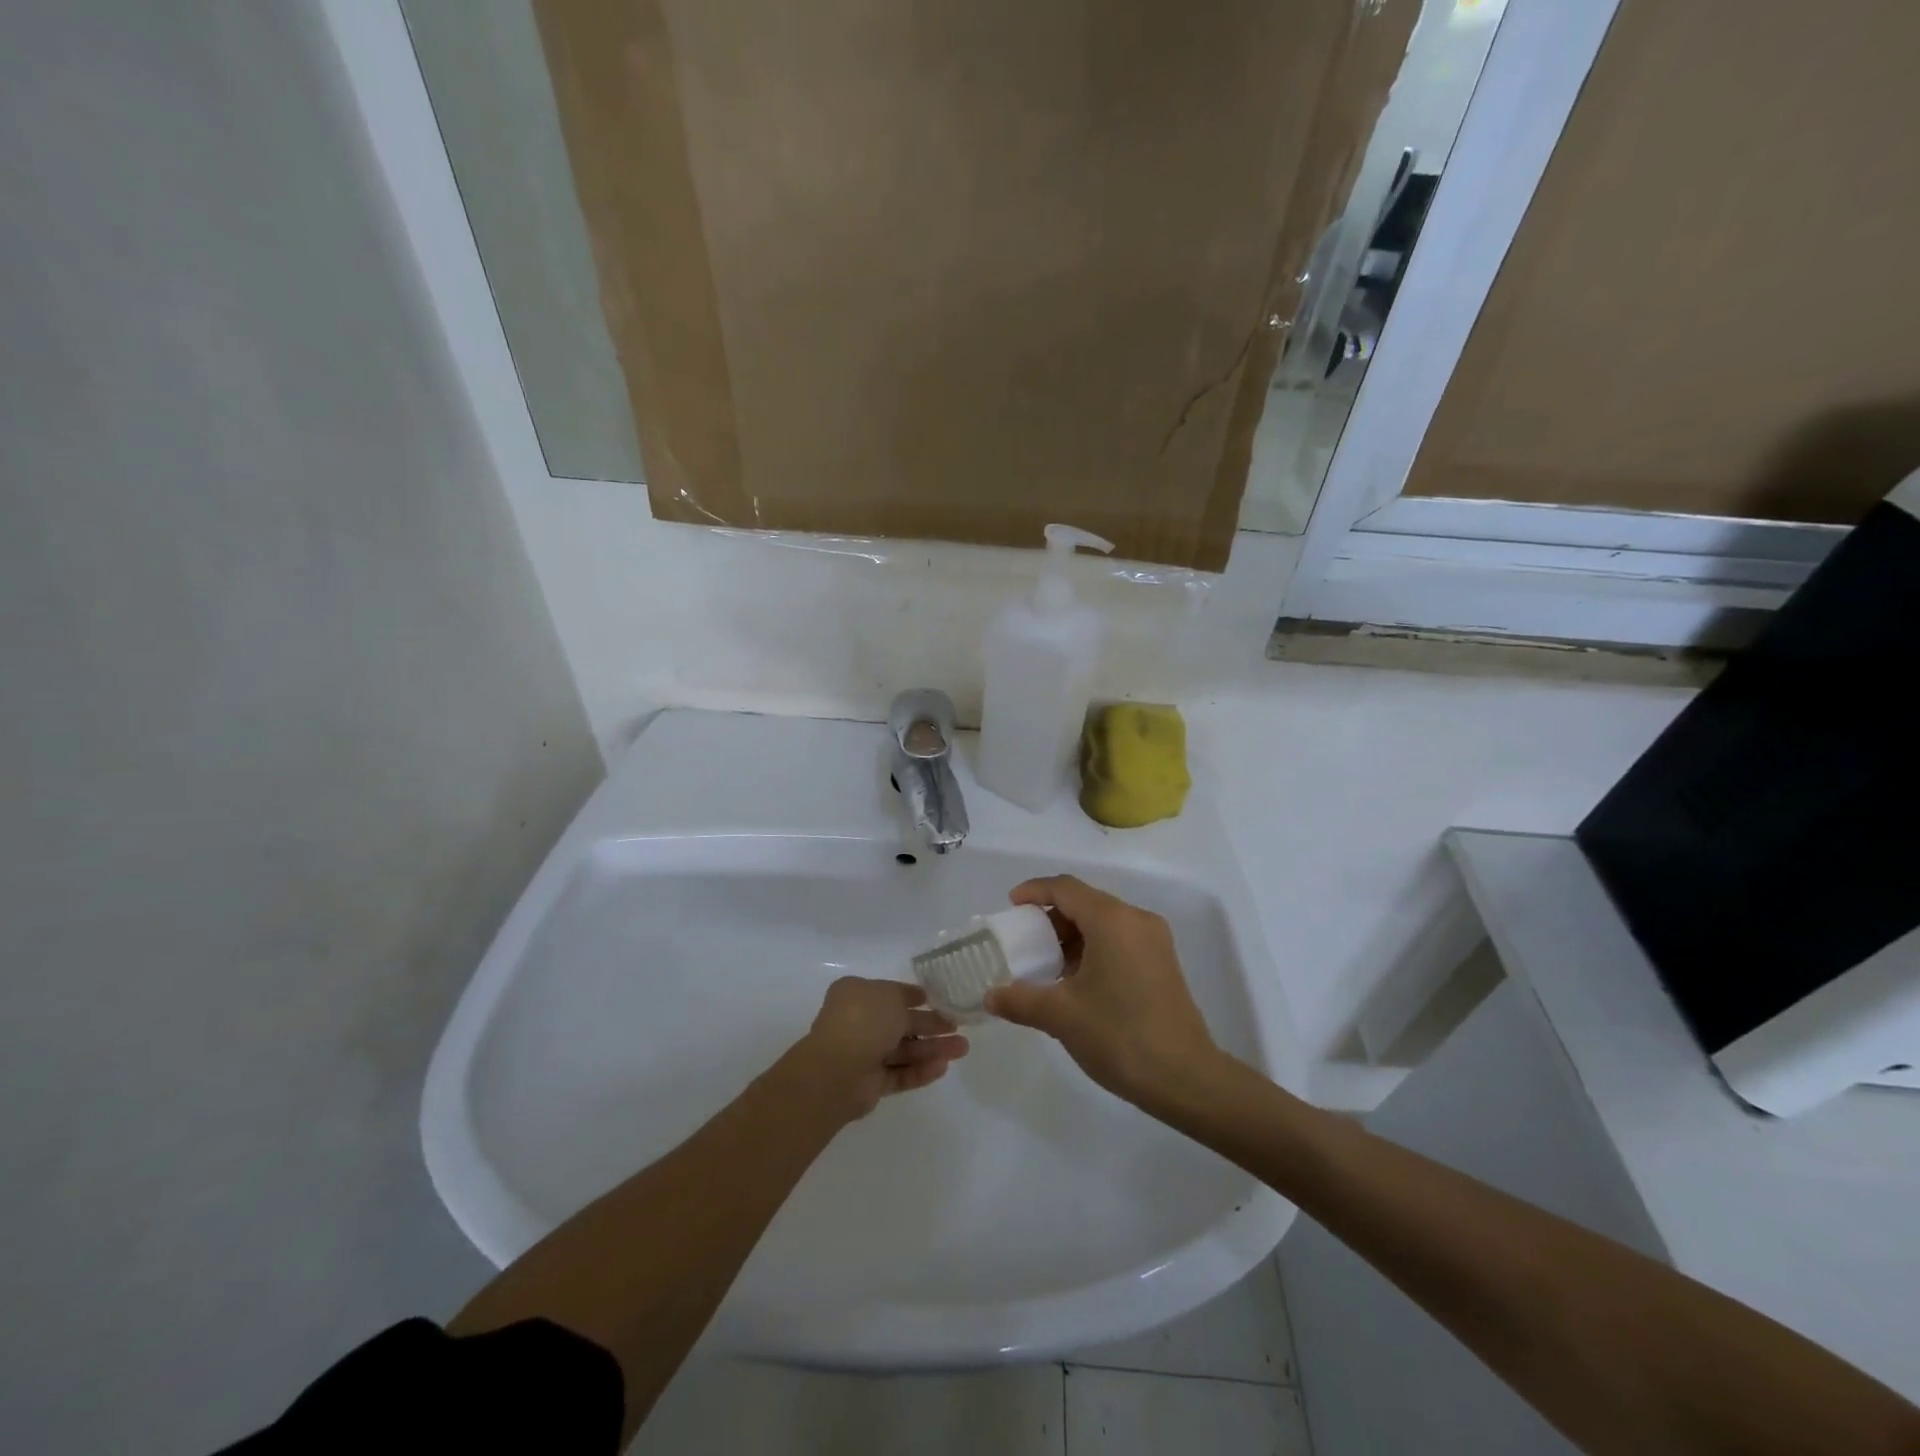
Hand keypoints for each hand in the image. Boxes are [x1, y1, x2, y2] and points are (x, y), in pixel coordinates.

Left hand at [792, 977, 968, 1122]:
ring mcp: (865, 1054)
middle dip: (932, 1025)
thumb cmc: (863, 1020)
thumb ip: (906, 995)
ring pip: (905, 1050)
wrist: (838, 1070)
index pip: (891, 994)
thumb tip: (918, 998)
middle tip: (960, 1027)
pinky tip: (943, 1067)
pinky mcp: (873, 1083)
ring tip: (963, 1049)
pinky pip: (901, 1074)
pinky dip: (921, 1070)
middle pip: (902, 1024)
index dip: (916, 997)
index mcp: (858, 995)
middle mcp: (860, 1023)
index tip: (941, 1001)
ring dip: (933, 1049)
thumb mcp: (889, 995)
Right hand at [984, 876, 1221, 1113]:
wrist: (1186, 1078)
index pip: (1065, 888)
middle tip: (1024, 942)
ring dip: (1072, 936)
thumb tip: (990, 996)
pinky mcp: (1162, 963)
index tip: (1010, 906)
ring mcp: (1154, 941)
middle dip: (1051, 917)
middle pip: (1085, 902)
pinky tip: (1076, 981)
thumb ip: (1020, 999)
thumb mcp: (1061, 1016)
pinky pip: (1119, 940)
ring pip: (1103, 922)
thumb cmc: (1119, 1035)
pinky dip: (1093, 948)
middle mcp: (1136, 920)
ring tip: (1046, 966)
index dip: (1034, 891)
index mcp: (1112, 920)